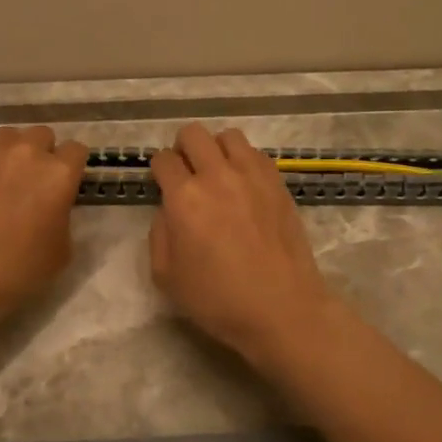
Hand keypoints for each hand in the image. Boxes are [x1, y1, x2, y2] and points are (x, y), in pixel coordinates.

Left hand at [0, 126, 88, 330]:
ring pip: (9, 136)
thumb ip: (63, 218)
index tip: (66, 184)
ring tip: (5, 177)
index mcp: (59, 174)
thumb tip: (53, 208)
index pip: (77, 150)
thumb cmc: (17, 270)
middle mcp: (26, 152)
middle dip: (44, 153)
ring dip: (13, 151)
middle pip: (43, 135)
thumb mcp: (61, 252)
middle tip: (35, 181)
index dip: (73, 167)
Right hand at [149, 125, 340, 368]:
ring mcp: (252, 175)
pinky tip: (244, 186)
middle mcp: (217, 176)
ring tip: (218, 174)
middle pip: (193, 134)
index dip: (159, 171)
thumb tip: (169, 210)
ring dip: (216, 149)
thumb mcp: (167, 275)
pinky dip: (244, 161)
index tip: (163, 185)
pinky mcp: (278, 182)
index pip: (163, 160)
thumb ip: (159, 233)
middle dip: (183, 149)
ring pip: (228, 136)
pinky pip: (255, 153)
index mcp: (185, 198)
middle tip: (187, 174)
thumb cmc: (218, 299)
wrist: (282, 307)